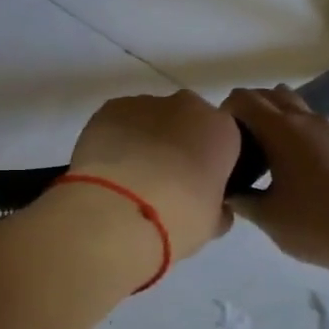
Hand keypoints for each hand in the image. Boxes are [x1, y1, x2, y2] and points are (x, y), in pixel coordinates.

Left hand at [68, 91, 239, 261]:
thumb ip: (217, 208)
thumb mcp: (211, 224)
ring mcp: (144, 104)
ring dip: (143, 141)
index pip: (222, 140)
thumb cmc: (178, 217)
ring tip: (127, 180)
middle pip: (185, 121)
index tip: (197, 186)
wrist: (119, 209)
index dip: (209, 162)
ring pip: (148, 119)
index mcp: (221, 131)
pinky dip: (113, 140)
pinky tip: (106, 169)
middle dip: (176, 145)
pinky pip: (117, 123)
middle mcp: (186, 108)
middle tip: (162, 182)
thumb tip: (216, 207)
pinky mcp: (108, 108)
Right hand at [223, 86, 328, 285]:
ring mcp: (328, 130)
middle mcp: (304, 119)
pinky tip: (288, 167)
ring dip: (273, 118)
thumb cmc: (315, 224)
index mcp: (281, 129)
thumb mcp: (267, 217)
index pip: (243, 99)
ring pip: (292, 106)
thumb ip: (240, 199)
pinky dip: (292, 132)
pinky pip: (309, 124)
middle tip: (235, 146)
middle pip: (268, 95)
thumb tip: (226, 192)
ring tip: (261, 153)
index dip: (223, 113)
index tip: (216, 142)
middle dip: (247, 111)